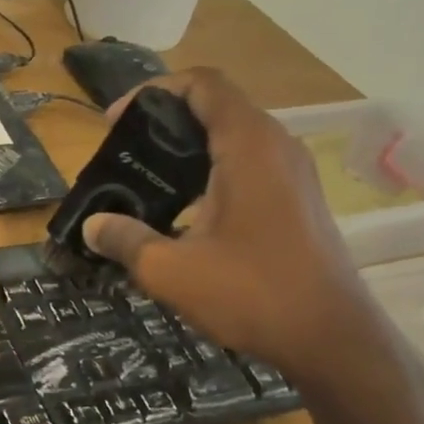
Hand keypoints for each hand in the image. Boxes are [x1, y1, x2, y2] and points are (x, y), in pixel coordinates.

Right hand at [82, 68, 380, 377]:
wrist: (331, 339)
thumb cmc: (251, 294)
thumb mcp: (170, 270)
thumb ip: (125, 240)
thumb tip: (92, 226)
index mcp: (248, 146)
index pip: (203, 84)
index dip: (154, 91)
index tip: (116, 122)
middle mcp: (277, 146)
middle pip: (217, 107)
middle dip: (165, 121)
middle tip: (125, 154)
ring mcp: (294, 173)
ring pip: (235, 137)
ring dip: (189, 148)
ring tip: (149, 181)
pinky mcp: (299, 199)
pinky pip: (250, 164)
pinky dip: (213, 170)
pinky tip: (186, 212)